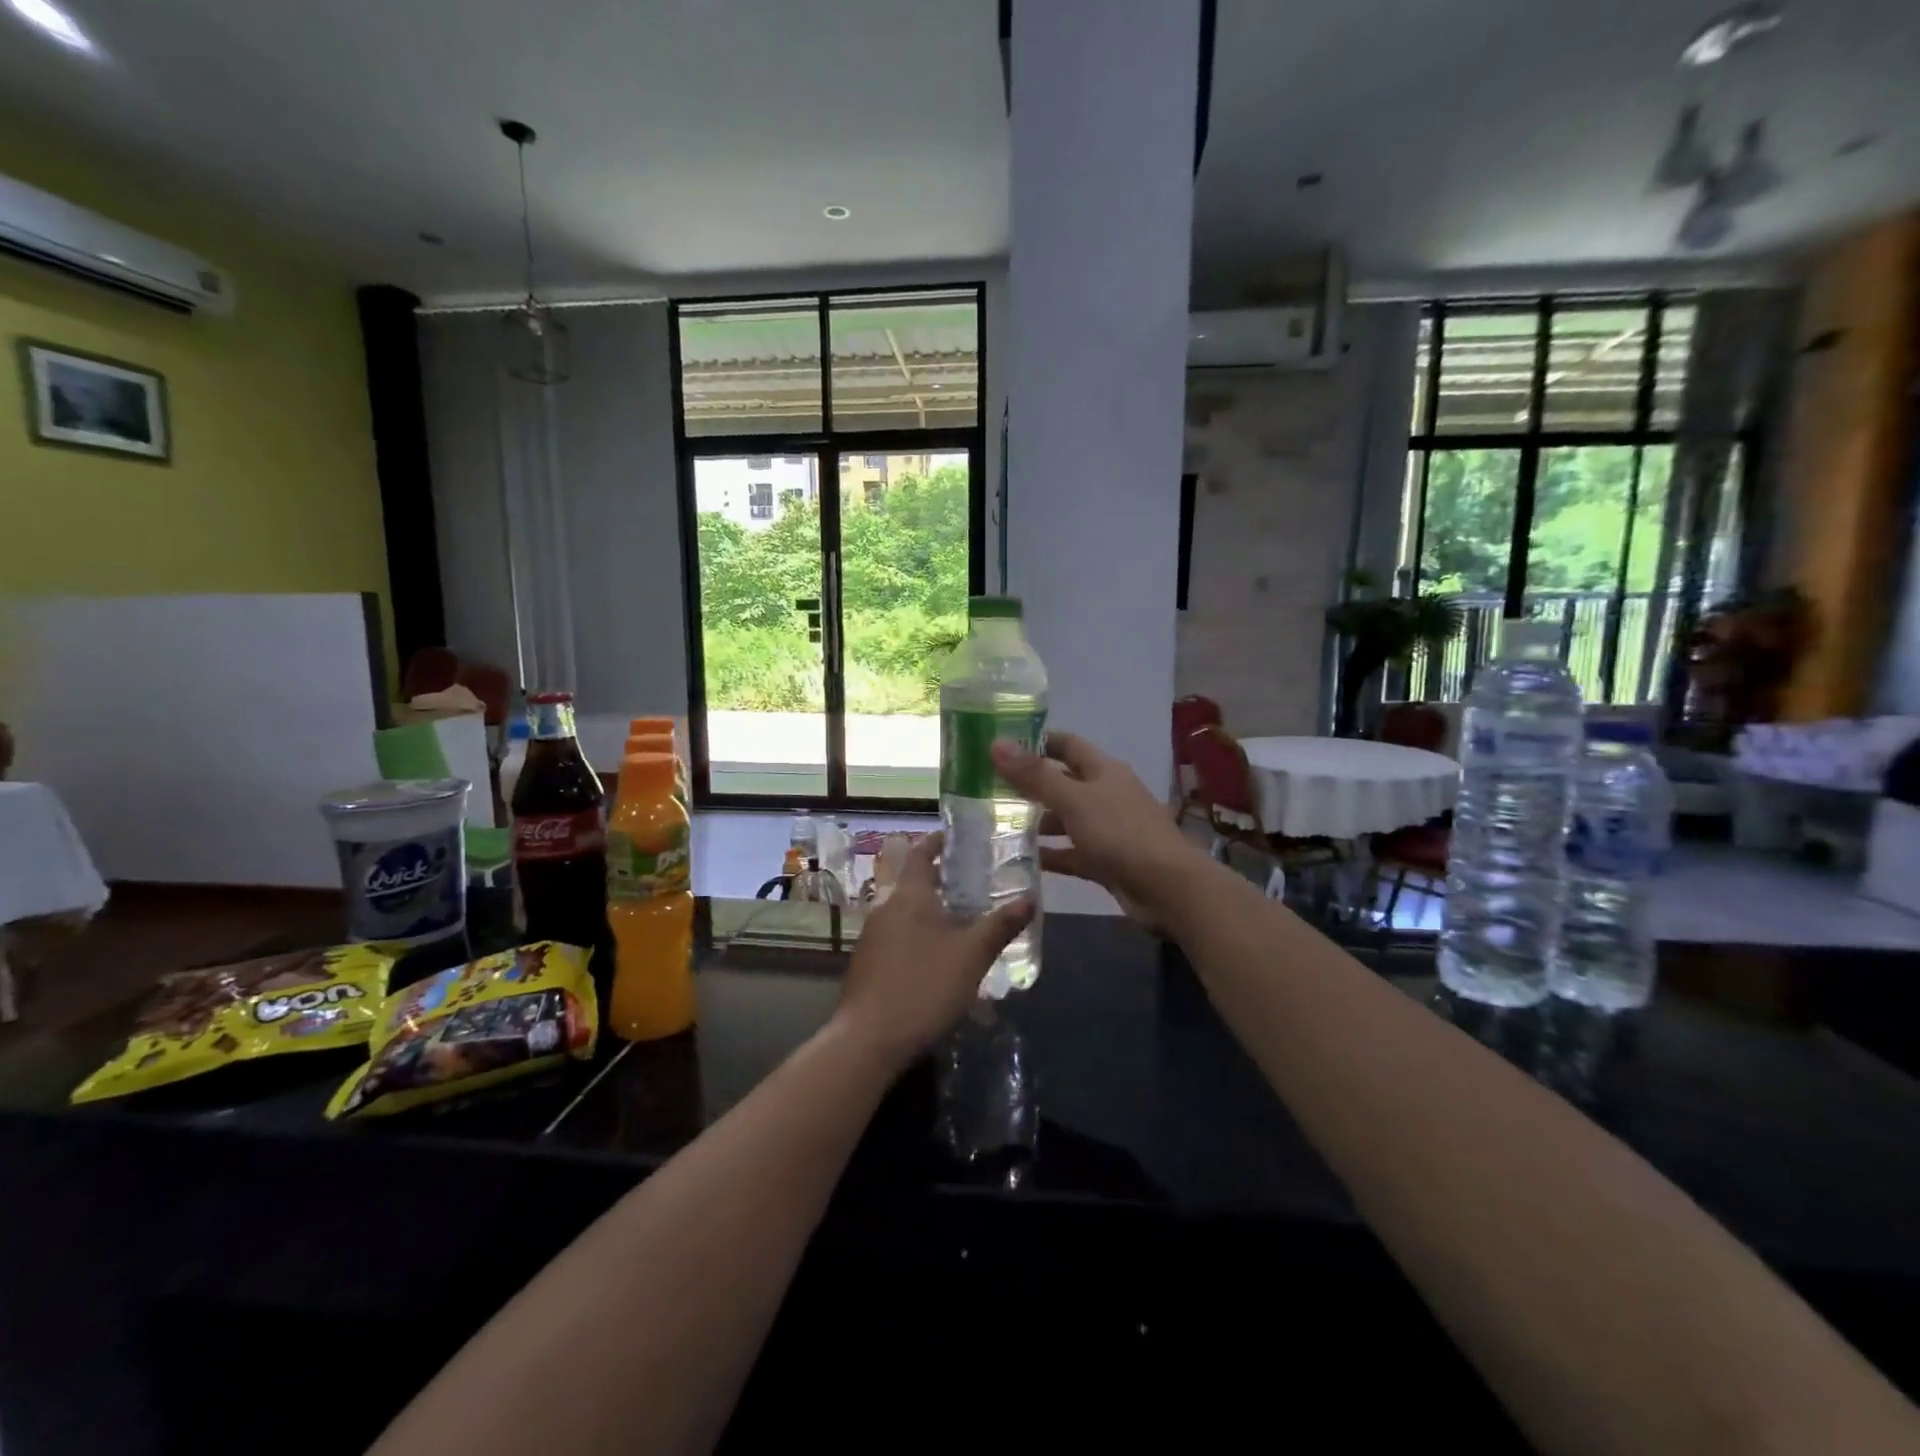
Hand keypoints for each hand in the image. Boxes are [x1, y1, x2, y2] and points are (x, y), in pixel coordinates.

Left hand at [830, 831, 1031, 1071]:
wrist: (869, 1038)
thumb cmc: (924, 986)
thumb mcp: (972, 955)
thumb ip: (1000, 925)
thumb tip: (1029, 899)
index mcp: (909, 896)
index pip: (920, 853)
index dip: (936, 842)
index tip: (955, 837)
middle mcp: (885, 907)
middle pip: (913, 882)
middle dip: (940, 880)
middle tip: (971, 882)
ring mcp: (872, 936)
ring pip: (905, 911)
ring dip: (929, 909)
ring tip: (960, 919)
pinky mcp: (867, 962)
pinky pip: (896, 935)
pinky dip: (917, 933)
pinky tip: (935, 956)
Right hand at [991, 731, 1207, 925]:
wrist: (1168, 888)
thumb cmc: (1120, 832)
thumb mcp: (1073, 800)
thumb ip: (1035, 775)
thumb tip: (996, 743)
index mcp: (1103, 770)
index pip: (1066, 745)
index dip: (1037, 742)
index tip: (1001, 746)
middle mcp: (1105, 794)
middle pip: (1063, 782)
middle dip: (1030, 785)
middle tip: (989, 789)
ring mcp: (1106, 829)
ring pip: (1065, 819)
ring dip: (1037, 822)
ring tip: (997, 825)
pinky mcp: (1105, 861)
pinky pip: (1070, 852)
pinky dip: (1049, 854)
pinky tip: (1021, 858)